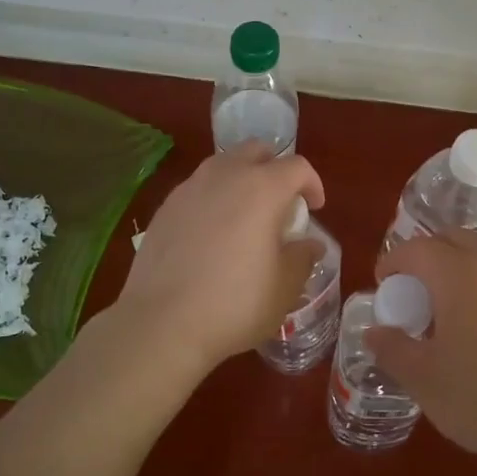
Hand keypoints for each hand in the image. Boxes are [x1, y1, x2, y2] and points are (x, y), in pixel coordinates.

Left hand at [113, 146, 325, 380]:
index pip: (297, 167)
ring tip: (245, 216)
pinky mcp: (165, 207)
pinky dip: (212, 199)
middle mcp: (225, 175)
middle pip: (256, 151)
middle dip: (274, 169)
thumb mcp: (284, 287)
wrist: (161, 323)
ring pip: (223, 165)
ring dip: (241, 180)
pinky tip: (211, 234)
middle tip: (280, 203)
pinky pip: (197, 189)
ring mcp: (189, 188)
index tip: (314, 208)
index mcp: (262, 188)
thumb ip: (301, 258)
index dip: (312, 184)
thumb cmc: (235, 304)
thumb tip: (309, 245)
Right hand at [369, 231, 476, 475]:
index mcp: (459, 274)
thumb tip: (375, 332)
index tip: (383, 286)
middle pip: (452, 240)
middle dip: (426, 257)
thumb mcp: (423, 379)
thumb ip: (392, 349)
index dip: (394, 262)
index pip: (417, 248)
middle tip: (413, 293)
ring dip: (457, 270)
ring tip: (447, 313)